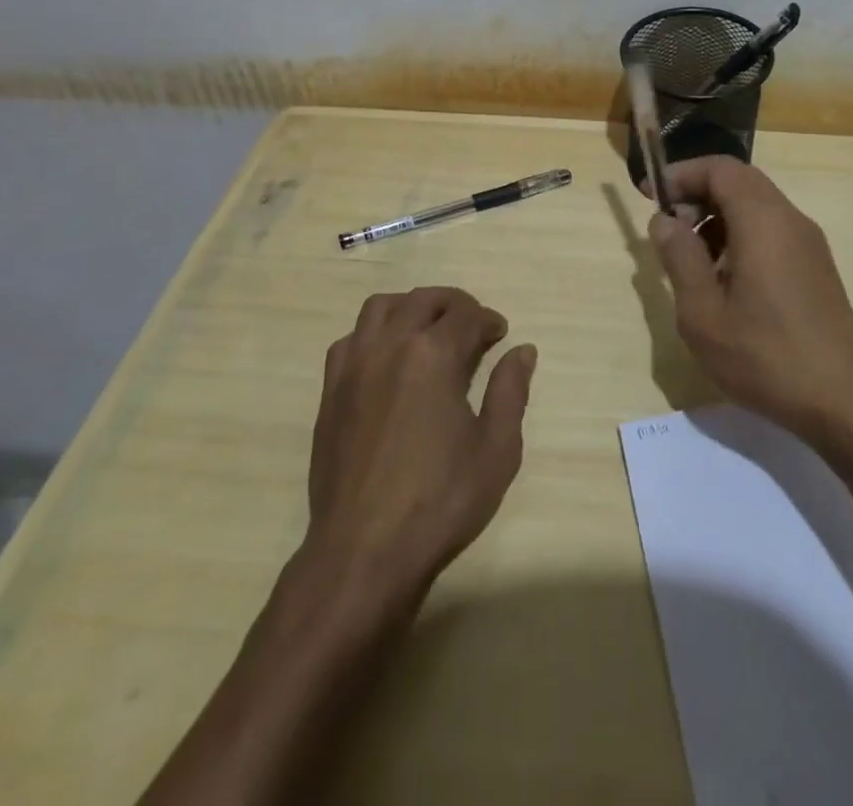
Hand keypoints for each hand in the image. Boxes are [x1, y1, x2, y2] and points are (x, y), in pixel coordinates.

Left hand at [305, 287, 535, 610]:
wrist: (363, 551)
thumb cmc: (440, 501)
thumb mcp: (496, 449)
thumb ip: (510, 391)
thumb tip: (522, 351)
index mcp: (432, 355)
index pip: (466, 314)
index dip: (488, 320)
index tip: (500, 335)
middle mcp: (389, 346)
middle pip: (422, 300)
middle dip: (453, 304)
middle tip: (472, 326)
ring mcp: (353, 366)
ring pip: (380, 308)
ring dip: (410, 307)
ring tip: (428, 329)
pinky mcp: (330, 391)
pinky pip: (350, 339)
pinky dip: (374, 333)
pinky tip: (387, 360)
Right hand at [647, 157, 852, 443]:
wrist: (845, 403)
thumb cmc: (765, 355)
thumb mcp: (703, 312)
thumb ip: (679, 257)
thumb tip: (664, 220)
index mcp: (763, 220)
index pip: (719, 168)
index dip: (681, 174)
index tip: (649, 195)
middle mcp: (790, 220)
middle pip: (739, 182)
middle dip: (697, 195)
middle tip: (668, 230)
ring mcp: (809, 244)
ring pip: (756, 207)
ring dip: (718, 219)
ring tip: (692, 262)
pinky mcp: (816, 268)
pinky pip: (771, 232)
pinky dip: (740, 238)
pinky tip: (725, 283)